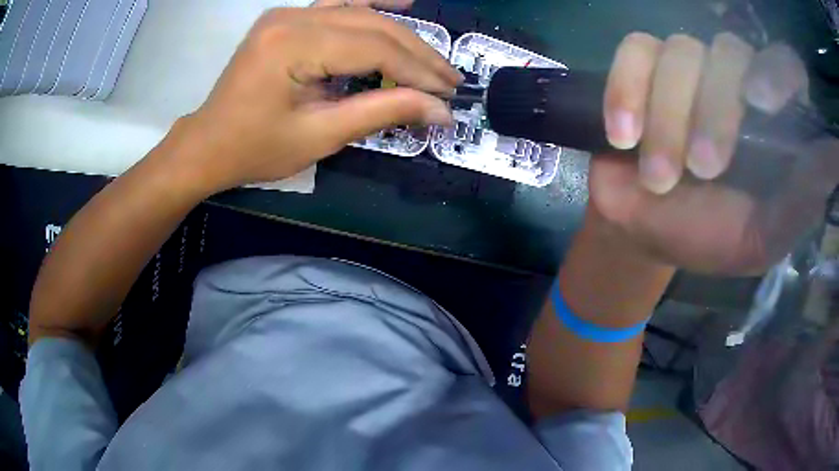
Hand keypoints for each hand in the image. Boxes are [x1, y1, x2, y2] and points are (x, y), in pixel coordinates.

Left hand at [178, 6, 458, 191]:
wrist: (207, 144)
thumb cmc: (254, 148)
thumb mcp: (319, 136)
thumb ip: (382, 113)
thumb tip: (440, 111)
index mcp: (294, 44)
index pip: (375, 48)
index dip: (417, 72)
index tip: (448, 95)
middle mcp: (292, 17)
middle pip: (373, 26)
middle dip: (418, 54)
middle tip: (450, 80)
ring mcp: (288, 14)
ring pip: (361, 14)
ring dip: (403, 35)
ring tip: (435, 59)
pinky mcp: (288, 20)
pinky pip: (339, 5)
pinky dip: (373, 4)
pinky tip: (403, 1)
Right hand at [592, 32, 838, 273]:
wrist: (645, 229)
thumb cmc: (707, 235)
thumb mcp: (761, 236)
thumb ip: (800, 203)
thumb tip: (835, 160)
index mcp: (770, 119)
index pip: (785, 65)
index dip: (777, 72)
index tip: (760, 102)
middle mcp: (732, 78)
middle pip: (730, 52)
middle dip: (715, 111)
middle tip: (702, 169)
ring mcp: (685, 67)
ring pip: (680, 52)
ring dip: (668, 117)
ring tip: (658, 176)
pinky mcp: (640, 67)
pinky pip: (634, 52)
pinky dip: (626, 91)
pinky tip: (623, 136)